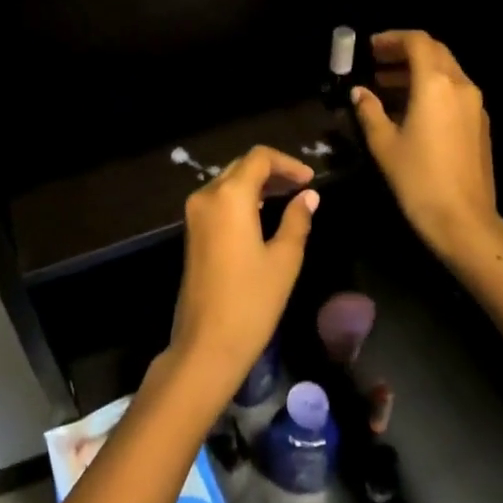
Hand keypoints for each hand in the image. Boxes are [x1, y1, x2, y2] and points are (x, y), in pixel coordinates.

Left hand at [165, 146, 317, 408]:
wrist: (206, 344)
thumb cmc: (251, 301)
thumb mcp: (283, 260)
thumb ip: (297, 220)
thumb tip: (309, 196)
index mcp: (230, 196)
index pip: (259, 158)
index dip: (287, 163)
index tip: (310, 180)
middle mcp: (207, 195)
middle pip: (242, 166)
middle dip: (272, 171)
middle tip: (302, 186)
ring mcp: (195, 213)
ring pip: (228, 182)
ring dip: (257, 184)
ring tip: (287, 197)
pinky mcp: (192, 231)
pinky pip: (219, 200)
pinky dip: (242, 198)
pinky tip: (263, 214)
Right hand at [350, 30, 502, 265]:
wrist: (465, 222)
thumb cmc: (418, 179)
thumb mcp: (384, 143)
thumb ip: (370, 110)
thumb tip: (360, 92)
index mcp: (436, 83)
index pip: (417, 41)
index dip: (392, 39)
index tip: (370, 48)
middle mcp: (460, 85)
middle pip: (435, 51)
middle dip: (405, 52)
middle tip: (377, 62)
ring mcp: (475, 105)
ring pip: (446, 71)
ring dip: (418, 70)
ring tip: (387, 85)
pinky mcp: (480, 124)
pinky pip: (455, 91)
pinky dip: (432, 87)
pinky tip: (411, 108)